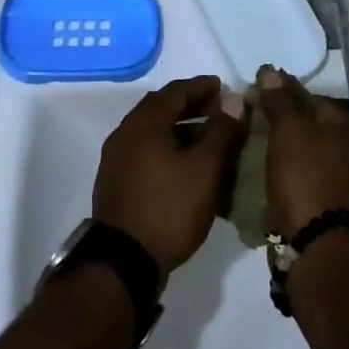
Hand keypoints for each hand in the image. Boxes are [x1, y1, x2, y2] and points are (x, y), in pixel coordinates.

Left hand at [94, 76, 245, 277]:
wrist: (124, 261)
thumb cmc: (170, 208)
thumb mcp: (205, 169)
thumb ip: (221, 131)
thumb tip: (233, 99)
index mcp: (145, 122)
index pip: (177, 90)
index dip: (203, 87)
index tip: (225, 88)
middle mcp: (126, 132)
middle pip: (161, 108)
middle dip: (191, 106)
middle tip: (219, 112)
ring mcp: (116, 157)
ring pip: (153, 131)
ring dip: (180, 129)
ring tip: (208, 140)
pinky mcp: (115, 180)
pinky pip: (145, 151)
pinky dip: (167, 148)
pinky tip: (185, 166)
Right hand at [256, 65, 348, 235]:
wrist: (320, 247)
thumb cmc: (307, 177)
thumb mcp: (289, 131)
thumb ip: (280, 100)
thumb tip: (271, 70)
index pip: (316, 98)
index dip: (286, 95)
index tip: (259, 97)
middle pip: (315, 128)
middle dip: (287, 125)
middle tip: (255, 124)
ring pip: (312, 155)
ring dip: (288, 151)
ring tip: (257, 150)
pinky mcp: (335, 208)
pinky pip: (309, 180)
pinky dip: (291, 175)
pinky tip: (270, 176)